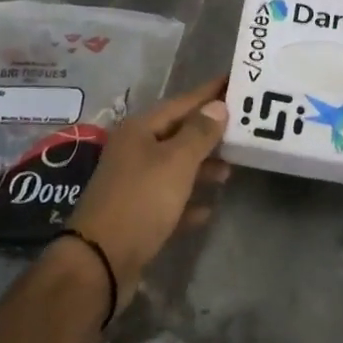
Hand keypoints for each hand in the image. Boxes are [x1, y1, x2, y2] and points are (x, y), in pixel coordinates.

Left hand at [70, 75, 228, 301]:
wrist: (99, 262)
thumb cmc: (140, 201)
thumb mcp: (175, 162)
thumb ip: (199, 133)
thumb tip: (217, 106)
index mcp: (140, 130)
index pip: (182, 102)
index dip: (209, 93)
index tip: (235, 80)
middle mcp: (134, 151)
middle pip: (178, 133)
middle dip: (209, 131)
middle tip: (243, 128)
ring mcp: (133, 183)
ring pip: (175, 167)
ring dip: (202, 167)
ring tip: (231, 170)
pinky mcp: (137, 215)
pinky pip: (170, 200)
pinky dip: (189, 201)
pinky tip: (209, 209)